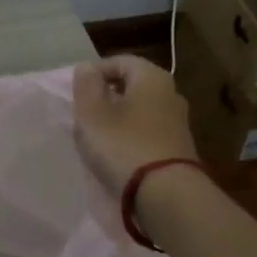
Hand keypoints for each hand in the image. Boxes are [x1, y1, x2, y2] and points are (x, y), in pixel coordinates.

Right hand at [72, 55, 198, 193]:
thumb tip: (87, 67)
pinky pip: (148, 133)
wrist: (167, 196)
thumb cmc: (124, 147)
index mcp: (152, 77)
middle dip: (106, 98)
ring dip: (117, 120)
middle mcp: (171, 93)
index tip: (77, 95)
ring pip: (139, 111)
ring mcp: (178, 122)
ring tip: (97, 139)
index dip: (94, 74)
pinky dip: (131, 138)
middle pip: (131, 86)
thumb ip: (86, 86)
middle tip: (85, 118)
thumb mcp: (92, 114)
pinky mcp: (179, 147)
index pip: (119, 61)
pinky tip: (118, 156)